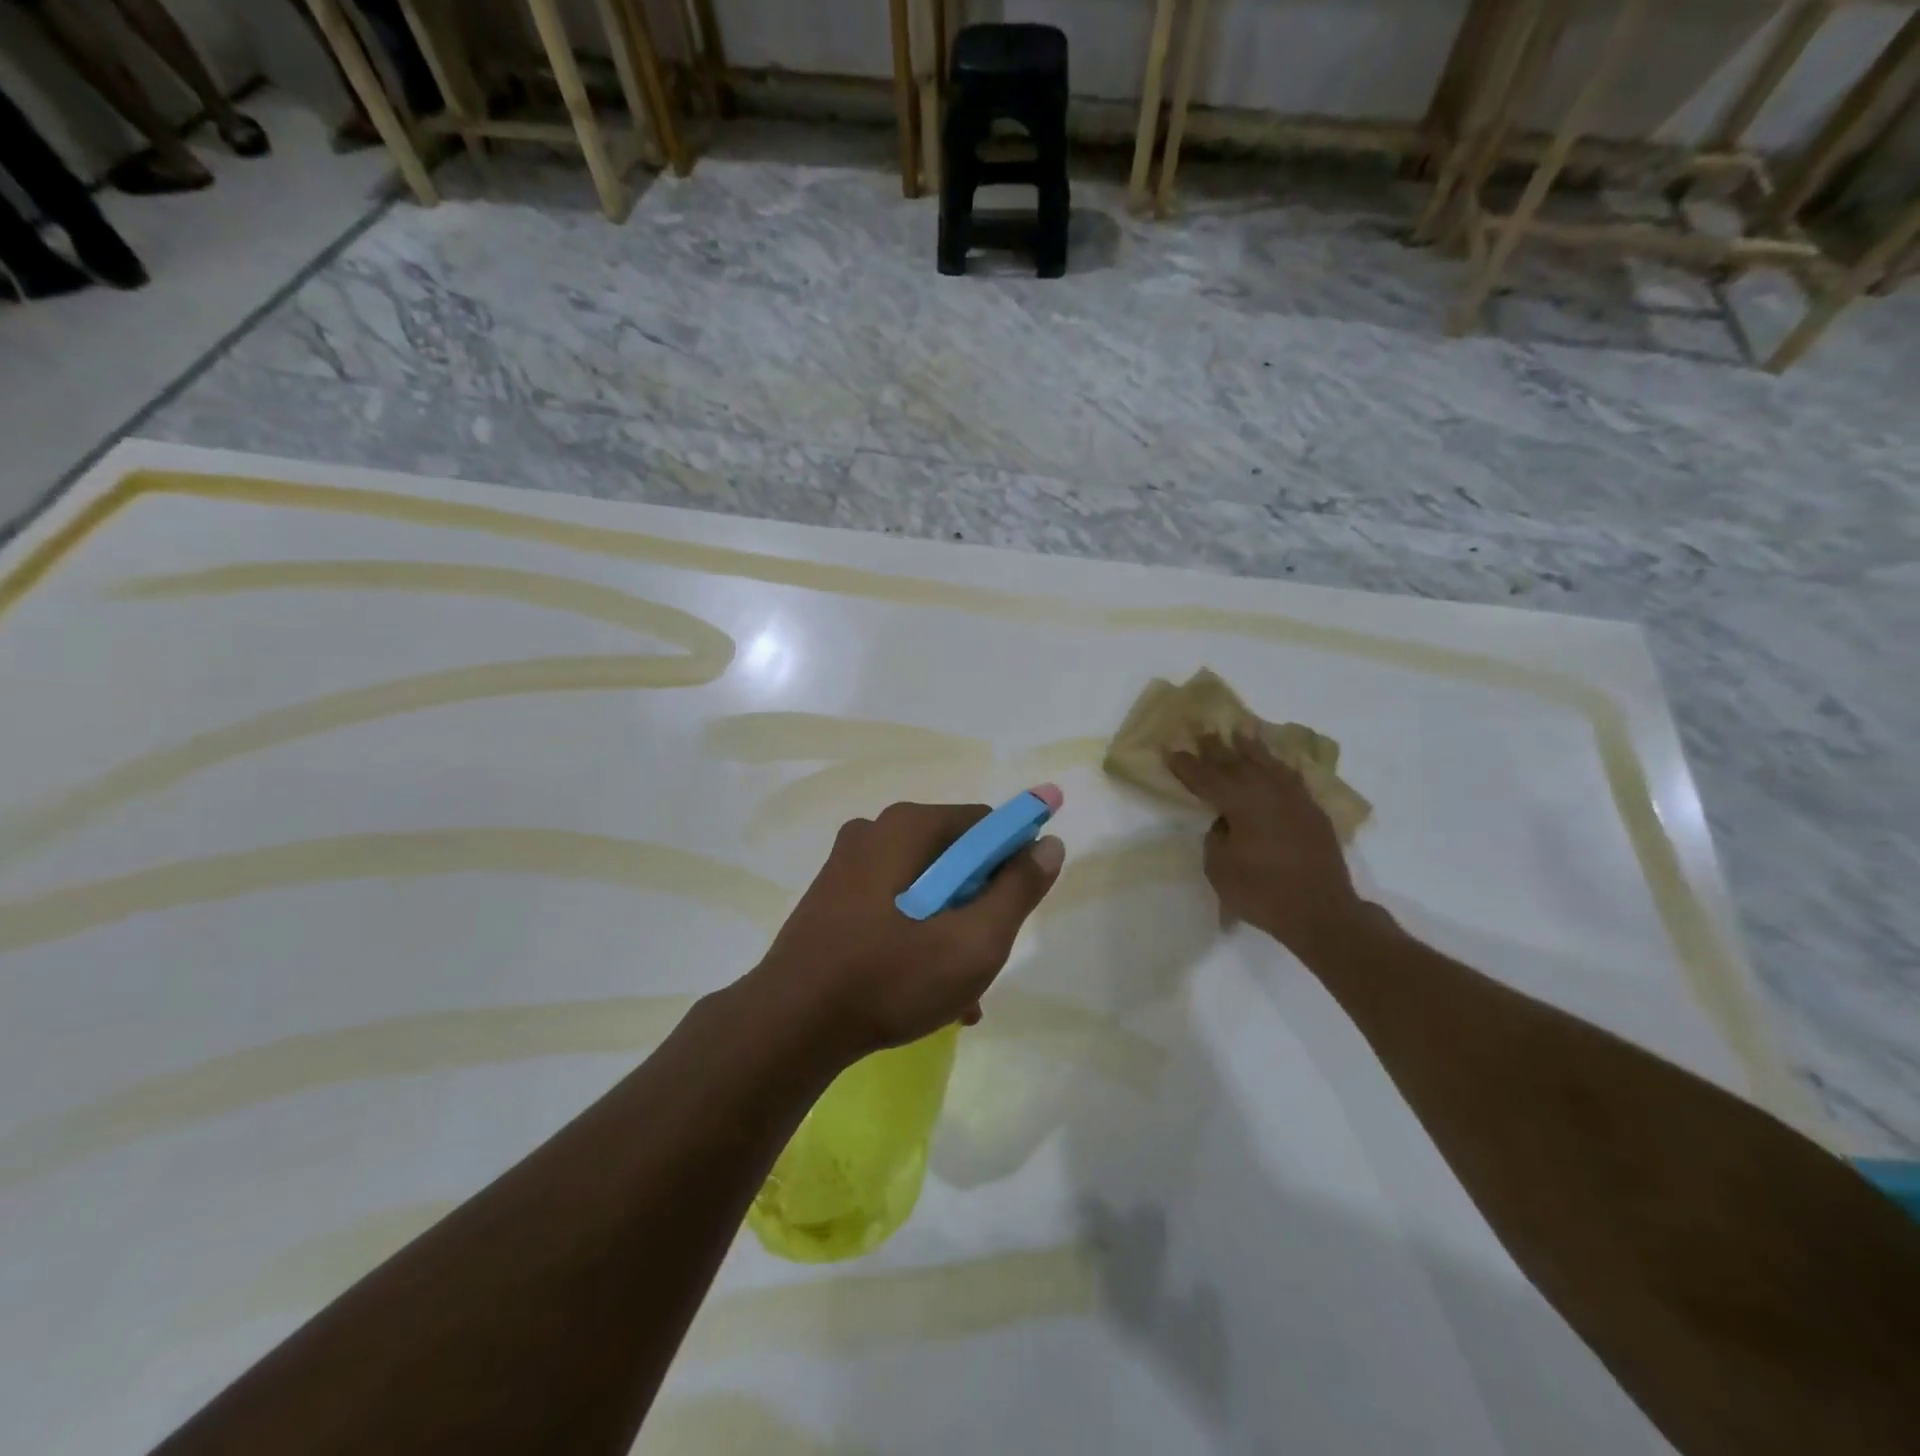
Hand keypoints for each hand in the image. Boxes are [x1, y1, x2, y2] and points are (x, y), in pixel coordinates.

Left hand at [753, 802, 1065, 1062]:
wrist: (788, 1026)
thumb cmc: (890, 978)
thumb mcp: (973, 941)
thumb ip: (1018, 890)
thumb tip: (1049, 845)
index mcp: (907, 827)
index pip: (984, 824)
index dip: (1015, 858)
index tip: (1024, 903)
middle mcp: (874, 832)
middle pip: (953, 858)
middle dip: (980, 904)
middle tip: (988, 955)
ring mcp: (847, 866)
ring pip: (924, 889)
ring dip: (951, 930)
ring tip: (962, 993)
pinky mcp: (831, 899)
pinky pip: (894, 907)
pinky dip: (917, 938)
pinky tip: (928, 992)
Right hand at [1165, 734, 1371, 959]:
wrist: (1322, 912)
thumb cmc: (1262, 892)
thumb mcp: (1219, 868)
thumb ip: (1217, 836)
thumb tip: (1227, 821)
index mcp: (1240, 802)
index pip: (1206, 778)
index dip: (1186, 765)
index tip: (1171, 749)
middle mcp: (1267, 791)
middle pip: (1236, 762)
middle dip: (1215, 747)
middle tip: (1201, 730)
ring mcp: (1294, 798)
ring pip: (1267, 763)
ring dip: (1250, 748)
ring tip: (1239, 732)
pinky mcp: (1312, 811)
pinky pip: (1290, 776)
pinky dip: (1278, 766)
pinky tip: (1274, 763)